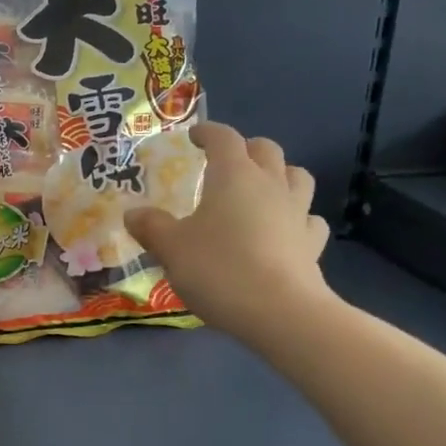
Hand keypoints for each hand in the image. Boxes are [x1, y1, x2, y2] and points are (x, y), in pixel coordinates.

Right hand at [123, 123, 334, 336]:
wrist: (280, 313)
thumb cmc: (219, 269)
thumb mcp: (171, 248)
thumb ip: (151, 227)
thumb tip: (133, 214)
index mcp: (233, 175)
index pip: (223, 138)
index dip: (207, 133)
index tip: (194, 137)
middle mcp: (270, 184)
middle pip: (266, 150)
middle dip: (246, 149)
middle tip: (226, 163)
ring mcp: (297, 213)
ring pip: (297, 176)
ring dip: (280, 175)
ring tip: (261, 189)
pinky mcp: (312, 244)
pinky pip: (309, 218)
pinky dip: (297, 217)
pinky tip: (284, 230)